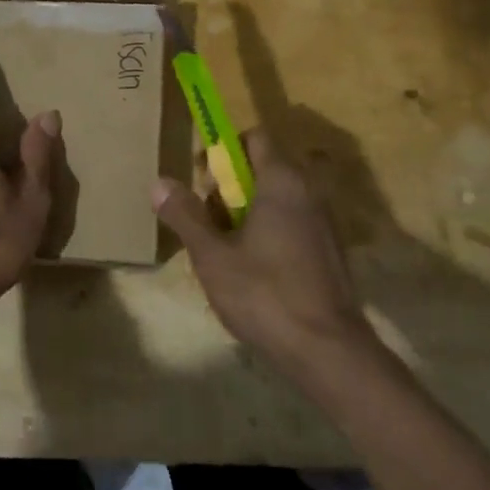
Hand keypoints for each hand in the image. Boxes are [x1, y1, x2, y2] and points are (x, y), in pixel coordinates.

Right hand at [153, 130, 373, 372]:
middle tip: (208, 221)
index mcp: (282, 181)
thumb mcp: (212, 256)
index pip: (255, 138)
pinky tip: (253, 271)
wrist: (328, 351)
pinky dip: (269, 232)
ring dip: (248, 212)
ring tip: (225, 250)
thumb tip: (160, 182)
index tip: (203, 180)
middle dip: (231, 187)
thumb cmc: (265, 294)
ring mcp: (324, 222)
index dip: (224, 150)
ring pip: (278, 198)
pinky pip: (292, 223)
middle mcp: (309, 191)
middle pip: (264, 168)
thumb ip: (185, 215)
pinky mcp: (330, 250)